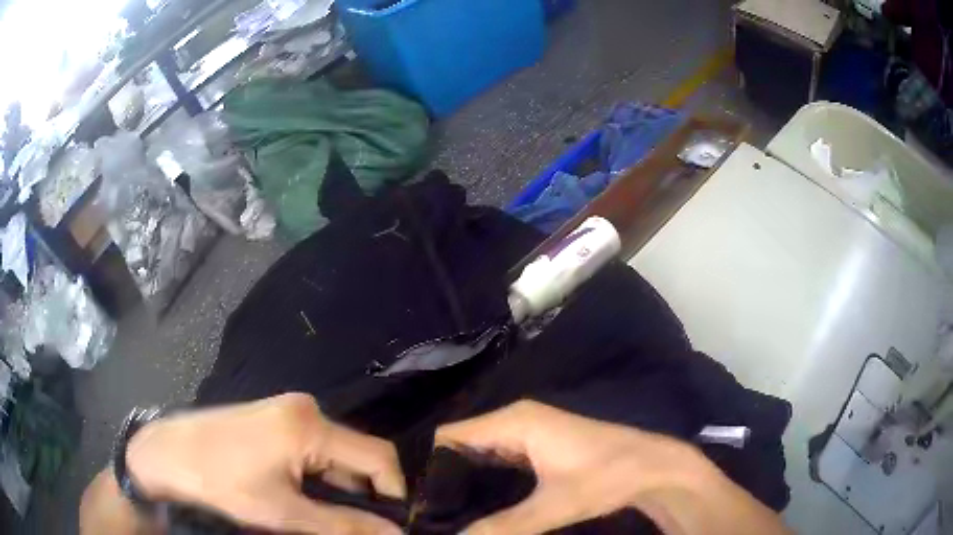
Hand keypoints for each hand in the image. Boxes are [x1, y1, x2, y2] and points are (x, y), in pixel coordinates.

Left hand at [125, 393, 404, 534]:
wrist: (167, 454)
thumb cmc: (221, 483)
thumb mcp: (283, 513)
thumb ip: (343, 525)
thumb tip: (394, 534)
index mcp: (310, 425)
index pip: (378, 457)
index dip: (393, 494)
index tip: (390, 527)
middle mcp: (306, 409)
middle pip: (357, 455)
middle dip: (363, 495)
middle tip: (354, 527)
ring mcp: (288, 411)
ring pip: (335, 455)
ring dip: (339, 488)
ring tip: (325, 517)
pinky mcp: (274, 419)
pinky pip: (313, 450)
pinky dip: (318, 477)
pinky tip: (303, 497)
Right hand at [436, 400, 788, 534]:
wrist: (653, 466)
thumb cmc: (607, 476)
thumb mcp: (555, 505)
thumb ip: (505, 525)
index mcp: (515, 421)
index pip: (451, 435)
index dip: (429, 464)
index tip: (414, 498)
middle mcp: (515, 419)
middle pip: (461, 443)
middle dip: (442, 474)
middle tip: (423, 508)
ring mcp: (528, 431)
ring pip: (478, 452)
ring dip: (461, 478)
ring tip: (439, 508)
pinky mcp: (537, 446)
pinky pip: (496, 458)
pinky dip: (481, 478)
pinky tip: (471, 502)